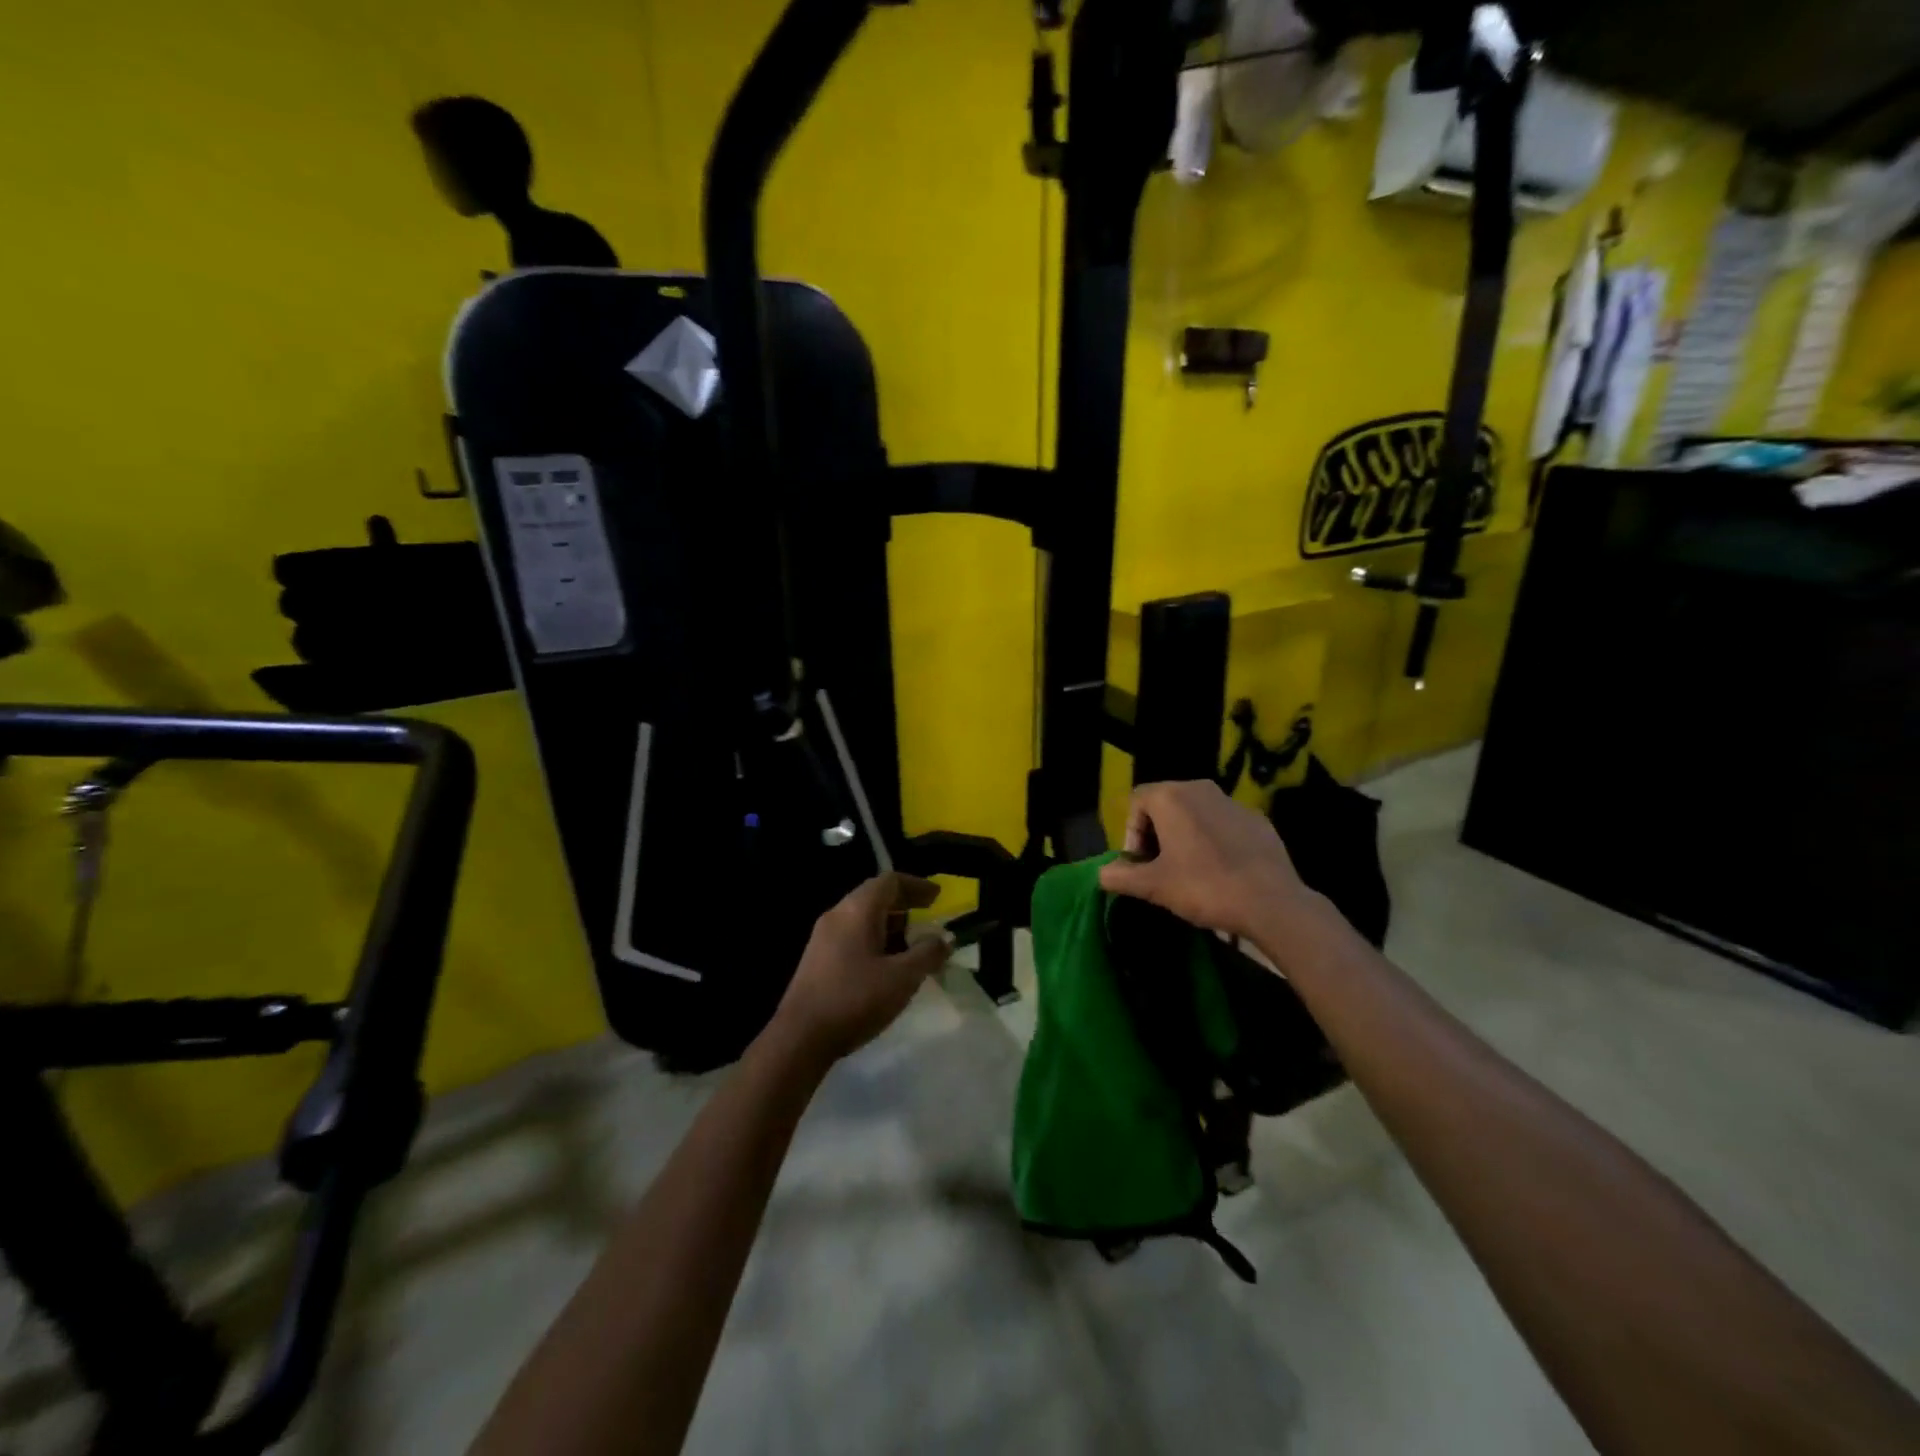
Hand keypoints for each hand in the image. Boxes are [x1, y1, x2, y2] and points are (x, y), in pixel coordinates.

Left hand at [770, 873, 951, 1063]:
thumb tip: (943, 939)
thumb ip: (927, 954)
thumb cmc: (855, 999)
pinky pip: (853, 936)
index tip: (938, 897)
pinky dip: (876, 940)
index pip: (890, 881)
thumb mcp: (902, 978)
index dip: (917, 885)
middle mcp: (837, 914)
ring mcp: (823, 937)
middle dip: (906, 905)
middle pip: (875, 896)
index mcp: (857, 909)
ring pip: (863, 918)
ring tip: (914, 944)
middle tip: (930, 918)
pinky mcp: (818, 959)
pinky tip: (888, 965)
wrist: (800, 1037)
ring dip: (891, 925)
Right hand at [1098, 780, 1321, 942]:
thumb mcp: (1153, 886)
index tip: (1140, 866)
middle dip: (1157, 835)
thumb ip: (1121, 876)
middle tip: (1160, 870)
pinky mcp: (1258, 820)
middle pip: (1165, 805)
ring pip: (1195, 814)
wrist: (1271, 903)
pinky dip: (1214, 842)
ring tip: (1189, 873)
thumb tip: (1102, 874)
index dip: (1131, 835)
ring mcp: (1233, 803)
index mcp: (1172, 796)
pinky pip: (1223, 825)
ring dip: (1184, 838)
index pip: (1137, 803)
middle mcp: (1201, 788)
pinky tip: (1221, 872)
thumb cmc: (1203, 887)